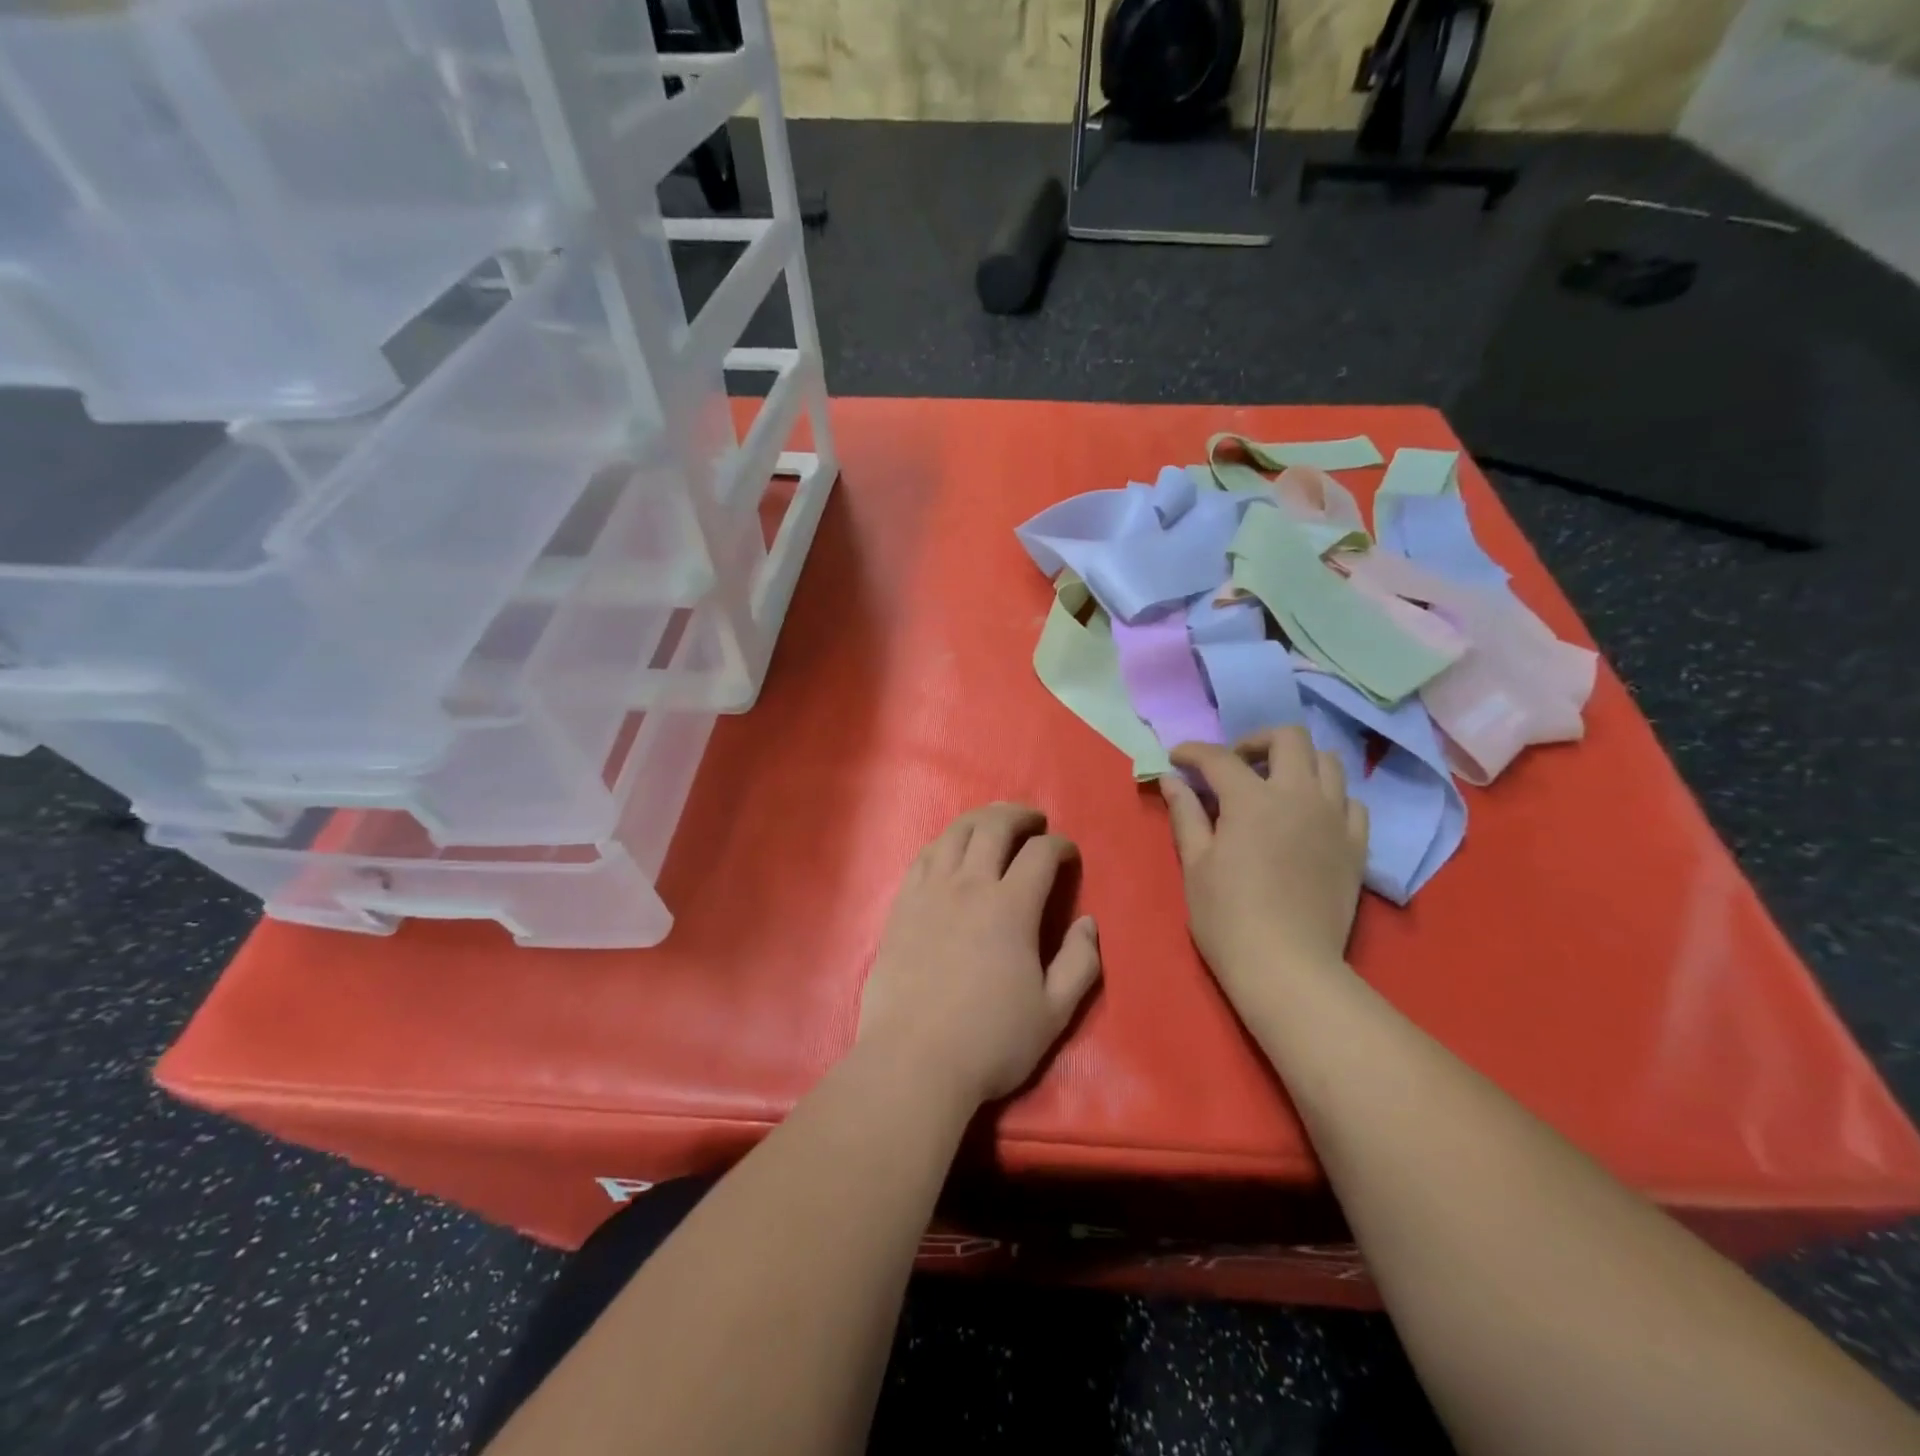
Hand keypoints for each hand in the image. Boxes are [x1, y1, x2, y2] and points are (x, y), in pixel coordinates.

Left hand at [857, 803, 1101, 1106]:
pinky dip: (944, 842)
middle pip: (994, 827)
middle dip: (1019, 815)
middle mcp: (969, 886)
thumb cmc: (990, 1040)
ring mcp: (929, 892)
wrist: (913, 1060)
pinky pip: (924, 856)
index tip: (1068, 853)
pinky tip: (950, 849)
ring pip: (955, 834)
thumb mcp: (1054, 1012)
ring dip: (980, 819)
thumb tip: (1087, 922)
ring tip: (994, 822)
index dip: (1060, 845)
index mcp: (1011, 907)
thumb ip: (1080, 963)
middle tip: (1034, 820)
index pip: (1041, 854)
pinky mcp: (901, 906)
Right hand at [1160, 727, 1368, 1010]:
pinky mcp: (1356, 846)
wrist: (1287, 967)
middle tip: (1234, 766)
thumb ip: (1186, 813)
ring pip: (1328, 762)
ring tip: (1274, 786)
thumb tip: (1171, 779)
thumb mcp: (1196, 863)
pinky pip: (1351, 803)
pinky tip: (1309, 817)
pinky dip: (1328, 797)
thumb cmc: (1227, 917)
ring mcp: (1334, 819)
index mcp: (1252, 799)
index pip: (1219, 758)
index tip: (1177, 759)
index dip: (1193, 752)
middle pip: (1288, 738)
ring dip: (1297, 762)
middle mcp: (1299, 796)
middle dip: (1255, 742)